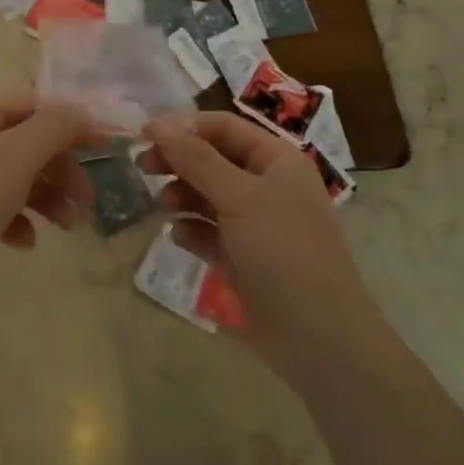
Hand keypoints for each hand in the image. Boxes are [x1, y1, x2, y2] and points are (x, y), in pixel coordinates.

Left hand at [0, 95, 97, 312]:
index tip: (107, 149)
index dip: (73, 125)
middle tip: (87, 200)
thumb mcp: (16, 156)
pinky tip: (25, 241)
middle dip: (62, 169)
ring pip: (16, 177)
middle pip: (28, 142)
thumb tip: (84, 109)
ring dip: (47, 197)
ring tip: (67, 226)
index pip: (36, 106)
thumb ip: (55, 127)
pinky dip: (18, 220)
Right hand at [142, 112, 381, 385]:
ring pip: (207, 194)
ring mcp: (255, 223)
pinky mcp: (243, 257)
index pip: (224, 126)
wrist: (319, 338)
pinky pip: (209, 231)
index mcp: (276, 160)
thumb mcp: (239, 197)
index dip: (184, 126)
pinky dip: (192, 229)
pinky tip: (181, 237)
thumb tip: (157, 125)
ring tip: (165, 207)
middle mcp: (267, 185)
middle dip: (179, 160)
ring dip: (182, 194)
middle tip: (143, 167)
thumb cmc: (284, 252)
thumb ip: (196, 159)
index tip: (145, 134)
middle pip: (212, 157)